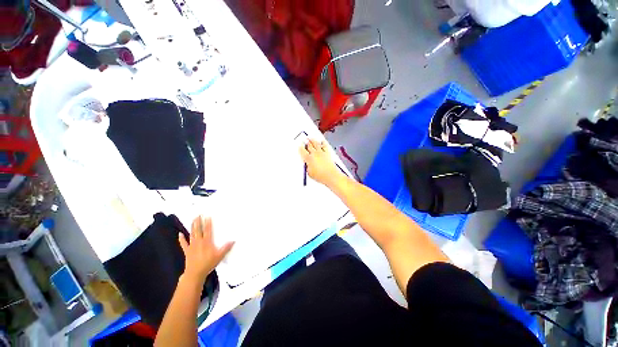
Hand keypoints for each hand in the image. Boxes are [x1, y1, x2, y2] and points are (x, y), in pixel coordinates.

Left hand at [178, 216, 233, 283]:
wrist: (195, 273)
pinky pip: (183, 243)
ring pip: (192, 234)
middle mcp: (199, 242)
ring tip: (193, 220)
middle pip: (199, 230)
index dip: (208, 223)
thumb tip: (233, 240)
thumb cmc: (208, 264)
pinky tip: (180, 234)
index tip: (207, 216)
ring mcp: (192, 246)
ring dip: (192, 227)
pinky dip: (181, 238)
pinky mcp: (187, 251)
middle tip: (198, 215)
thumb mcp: (219, 256)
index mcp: (207, 242)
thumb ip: (226, 248)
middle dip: (198, 222)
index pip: (208, 230)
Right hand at [299, 139, 344, 187]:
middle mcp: (314, 154)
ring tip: (311, 138)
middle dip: (306, 142)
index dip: (300, 148)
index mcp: (308, 159)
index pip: (302, 151)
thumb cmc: (320, 176)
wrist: (330, 175)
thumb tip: (307, 164)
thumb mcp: (309, 173)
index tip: (300, 146)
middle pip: (309, 145)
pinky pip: (324, 145)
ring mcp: (321, 152)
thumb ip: (307, 167)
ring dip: (312, 140)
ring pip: (316, 143)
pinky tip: (322, 141)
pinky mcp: (327, 153)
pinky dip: (323, 142)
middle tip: (305, 140)